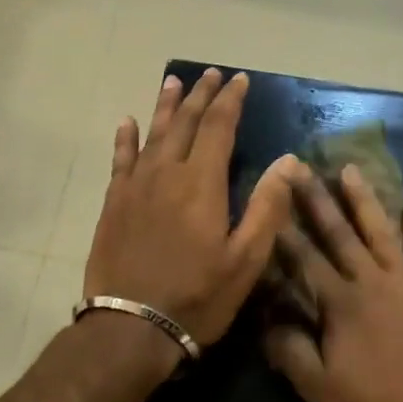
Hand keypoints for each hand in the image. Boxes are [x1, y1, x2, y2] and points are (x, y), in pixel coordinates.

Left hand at [85, 68, 302, 347]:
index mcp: (202, 183)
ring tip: (173, 81)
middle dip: (201, 95)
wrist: (131, 327)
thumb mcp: (246, 259)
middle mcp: (167, 173)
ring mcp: (135, 187)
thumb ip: (268, 207)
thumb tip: (289, 161)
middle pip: (186, 122)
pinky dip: (126, 138)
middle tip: (211, 74)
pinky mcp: (113, 204)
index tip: (239, 80)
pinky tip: (127, 123)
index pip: (219, 127)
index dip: (230, 101)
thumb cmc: (198, 296)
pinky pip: (120, 160)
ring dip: (165, 106)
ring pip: (153, 134)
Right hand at [265, 166, 402, 401]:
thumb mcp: (320, 390)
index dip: (285, 230)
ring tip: (352, 169)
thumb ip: (290, 351)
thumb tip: (266, 321)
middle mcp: (372, 281)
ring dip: (366, 200)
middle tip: (302, 166)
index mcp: (341, 303)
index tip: (271, 199)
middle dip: (318, 199)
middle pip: (340, 233)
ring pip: (382, 232)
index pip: (305, 259)